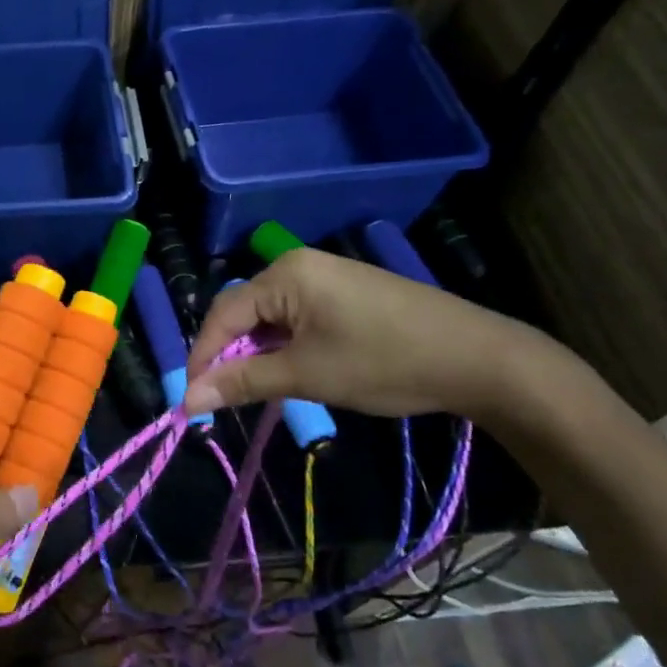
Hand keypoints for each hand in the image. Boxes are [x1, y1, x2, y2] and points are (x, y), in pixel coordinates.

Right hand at [183, 247, 539, 420]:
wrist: (479, 358)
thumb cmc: (385, 362)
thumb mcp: (306, 376)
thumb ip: (242, 383)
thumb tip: (187, 400)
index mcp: (285, 274)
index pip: (223, 314)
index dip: (203, 357)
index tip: (192, 400)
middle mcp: (298, 266)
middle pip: (244, 313)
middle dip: (230, 357)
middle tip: (224, 400)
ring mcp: (325, 276)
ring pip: (270, 318)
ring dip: (259, 355)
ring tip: (259, 392)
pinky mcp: (345, 292)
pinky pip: (296, 318)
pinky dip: (285, 347)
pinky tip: (292, 373)